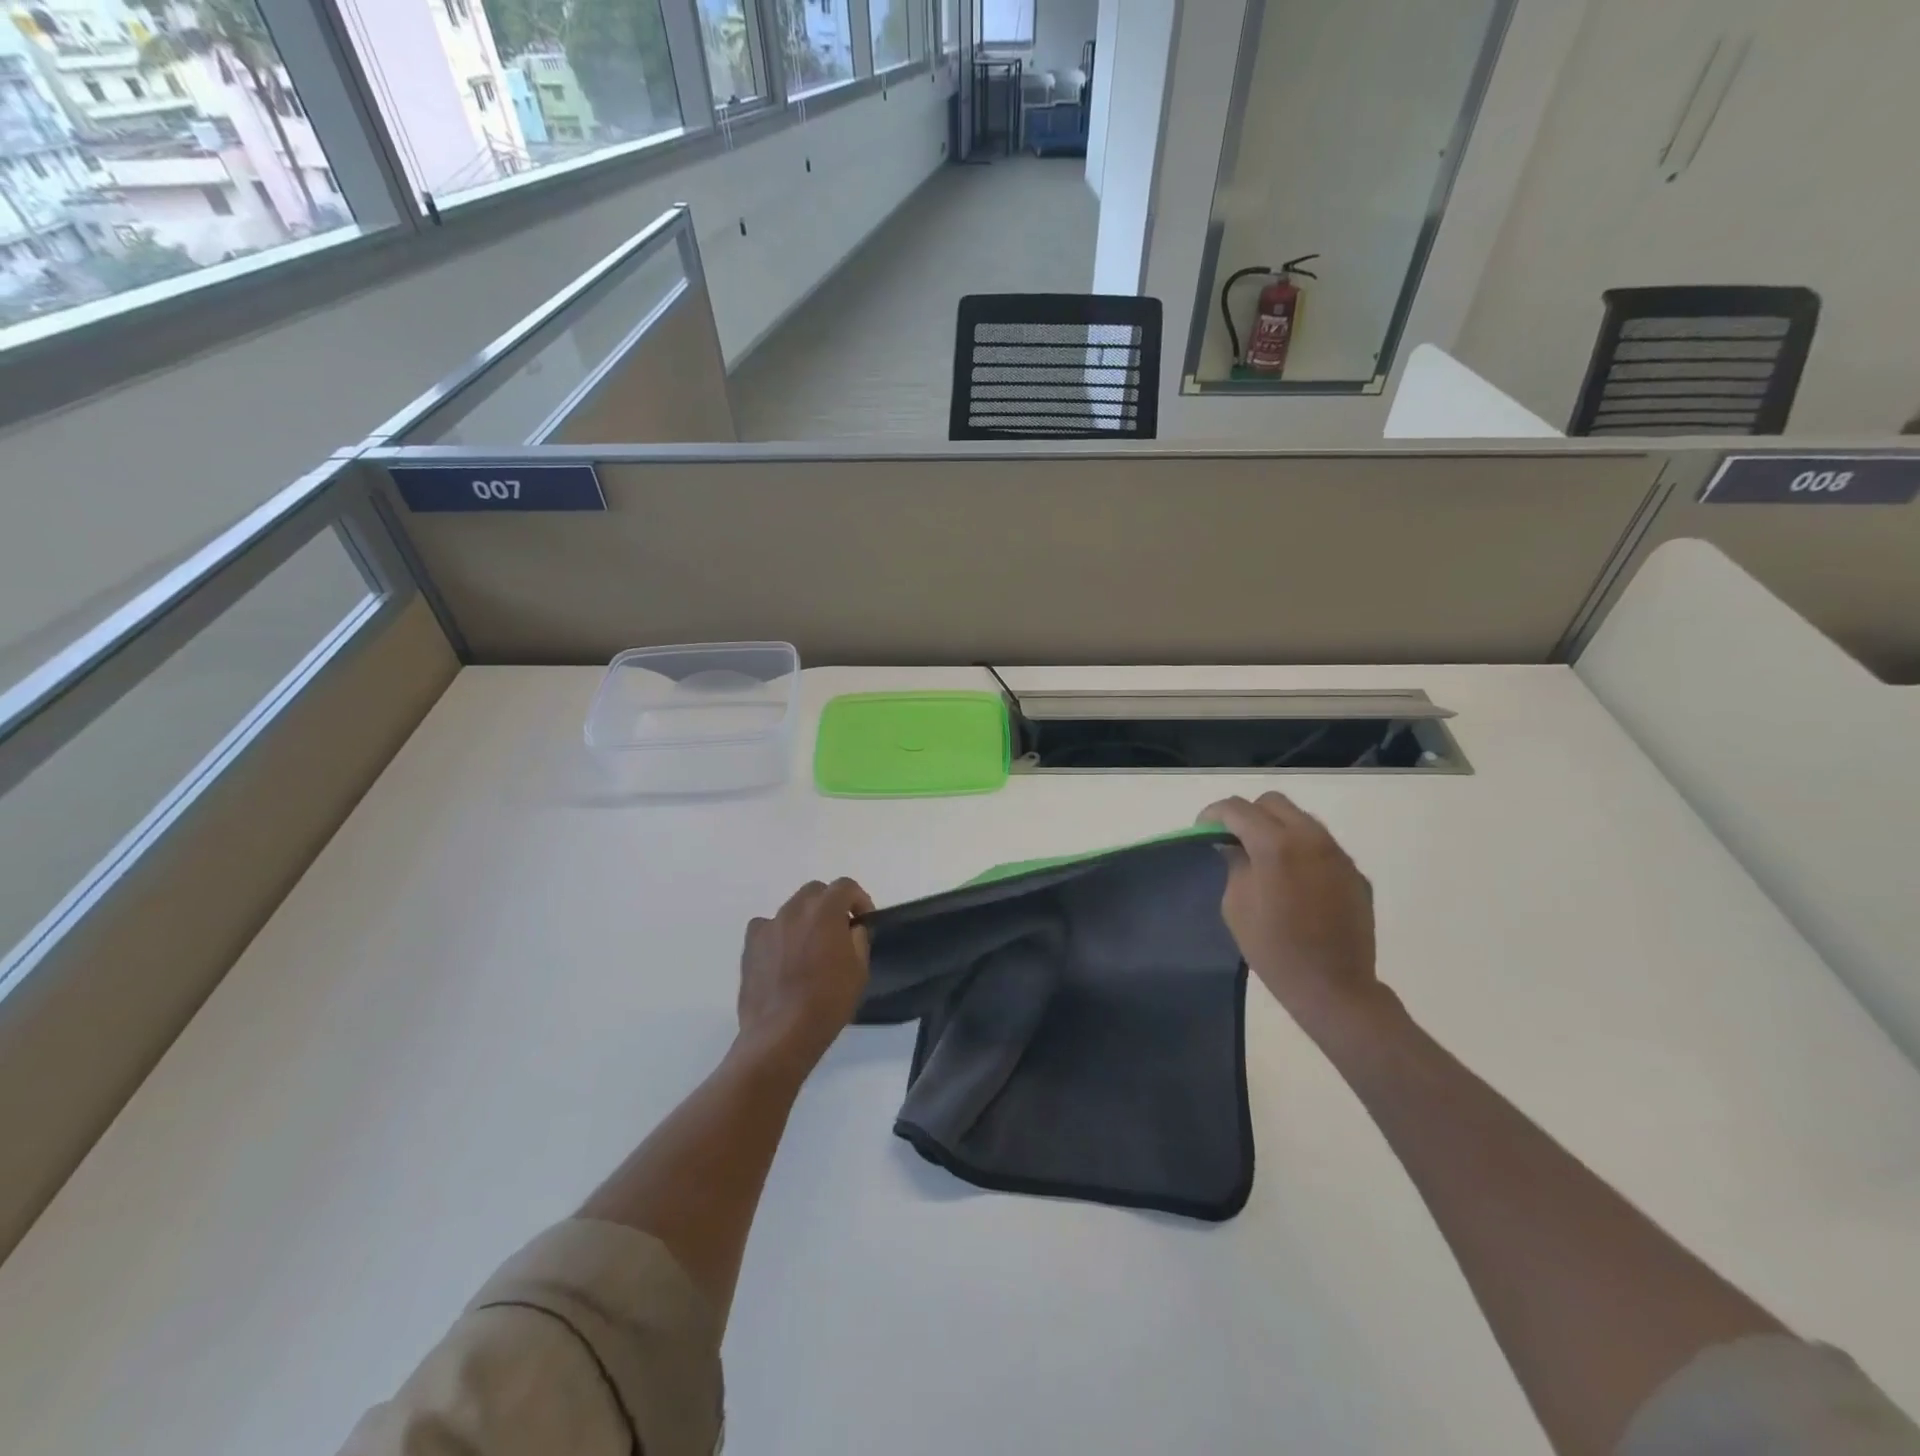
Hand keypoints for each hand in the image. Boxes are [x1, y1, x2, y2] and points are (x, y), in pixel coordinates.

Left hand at [735, 879, 874, 1076]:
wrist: (781, 1033)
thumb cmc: (828, 1001)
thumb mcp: (859, 970)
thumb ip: (858, 939)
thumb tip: (852, 928)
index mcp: (825, 910)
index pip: (845, 886)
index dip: (859, 899)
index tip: (864, 921)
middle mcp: (794, 909)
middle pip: (816, 892)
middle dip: (831, 904)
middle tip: (839, 931)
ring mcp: (769, 925)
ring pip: (792, 908)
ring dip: (806, 919)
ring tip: (810, 947)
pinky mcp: (750, 945)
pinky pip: (768, 927)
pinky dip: (780, 933)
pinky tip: (784, 956)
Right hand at [1198, 794, 1387, 1038]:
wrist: (1333, 987)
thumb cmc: (1273, 949)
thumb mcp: (1236, 905)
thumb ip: (1234, 864)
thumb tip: (1233, 845)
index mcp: (1276, 845)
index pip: (1237, 809)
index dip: (1213, 815)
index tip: (1203, 832)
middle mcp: (1310, 838)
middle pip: (1272, 803)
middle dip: (1248, 815)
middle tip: (1234, 841)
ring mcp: (1337, 854)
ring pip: (1301, 819)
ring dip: (1276, 829)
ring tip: (1264, 859)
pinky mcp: (1354, 872)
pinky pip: (1321, 845)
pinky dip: (1301, 850)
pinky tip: (1294, 881)